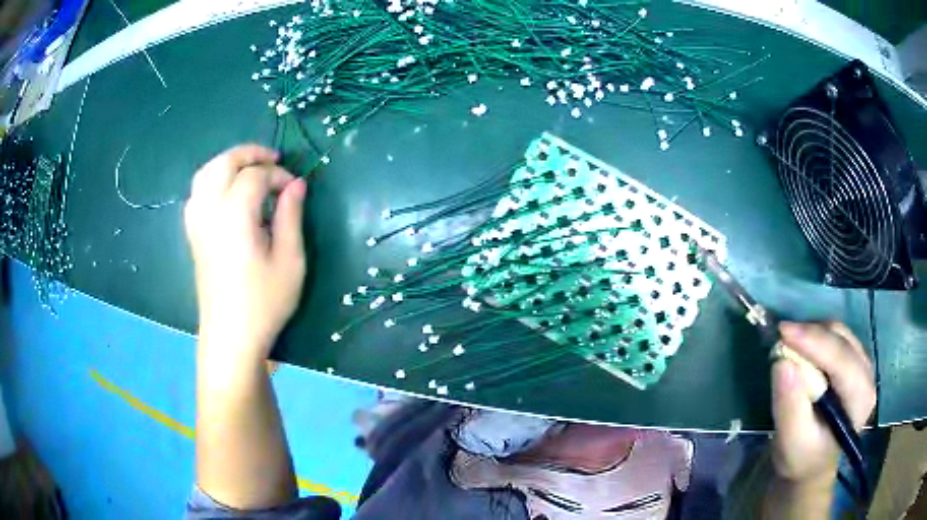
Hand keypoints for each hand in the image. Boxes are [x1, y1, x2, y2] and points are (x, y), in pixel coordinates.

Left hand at [184, 144, 306, 362]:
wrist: (231, 336)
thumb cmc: (264, 302)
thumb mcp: (290, 261)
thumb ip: (292, 216)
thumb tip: (296, 184)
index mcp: (235, 215)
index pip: (255, 176)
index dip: (278, 175)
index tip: (295, 188)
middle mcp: (211, 211)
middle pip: (223, 163)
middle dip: (249, 154)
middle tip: (273, 160)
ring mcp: (197, 223)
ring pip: (204, 174)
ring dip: (227, 163)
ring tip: (248, 170)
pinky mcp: (193, 235)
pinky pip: (196, 194)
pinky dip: (212, 181)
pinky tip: (225, 193)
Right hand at [770, 322, 876, 484]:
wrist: (811, 461)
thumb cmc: (802, 456)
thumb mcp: (790, 442)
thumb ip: (789, 407)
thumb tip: (782, 363)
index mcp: (860, 400)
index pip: (842, 360)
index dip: (815, 342)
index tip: (783, 333)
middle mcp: (867, 375)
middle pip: (842, 341)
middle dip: (811, 336)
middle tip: (780, 338)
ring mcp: (863, 363)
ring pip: (838, 333)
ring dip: (812, 335)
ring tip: (789, 347)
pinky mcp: (853, 358)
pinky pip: (835, 335)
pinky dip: (815, 337)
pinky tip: (802, 351)